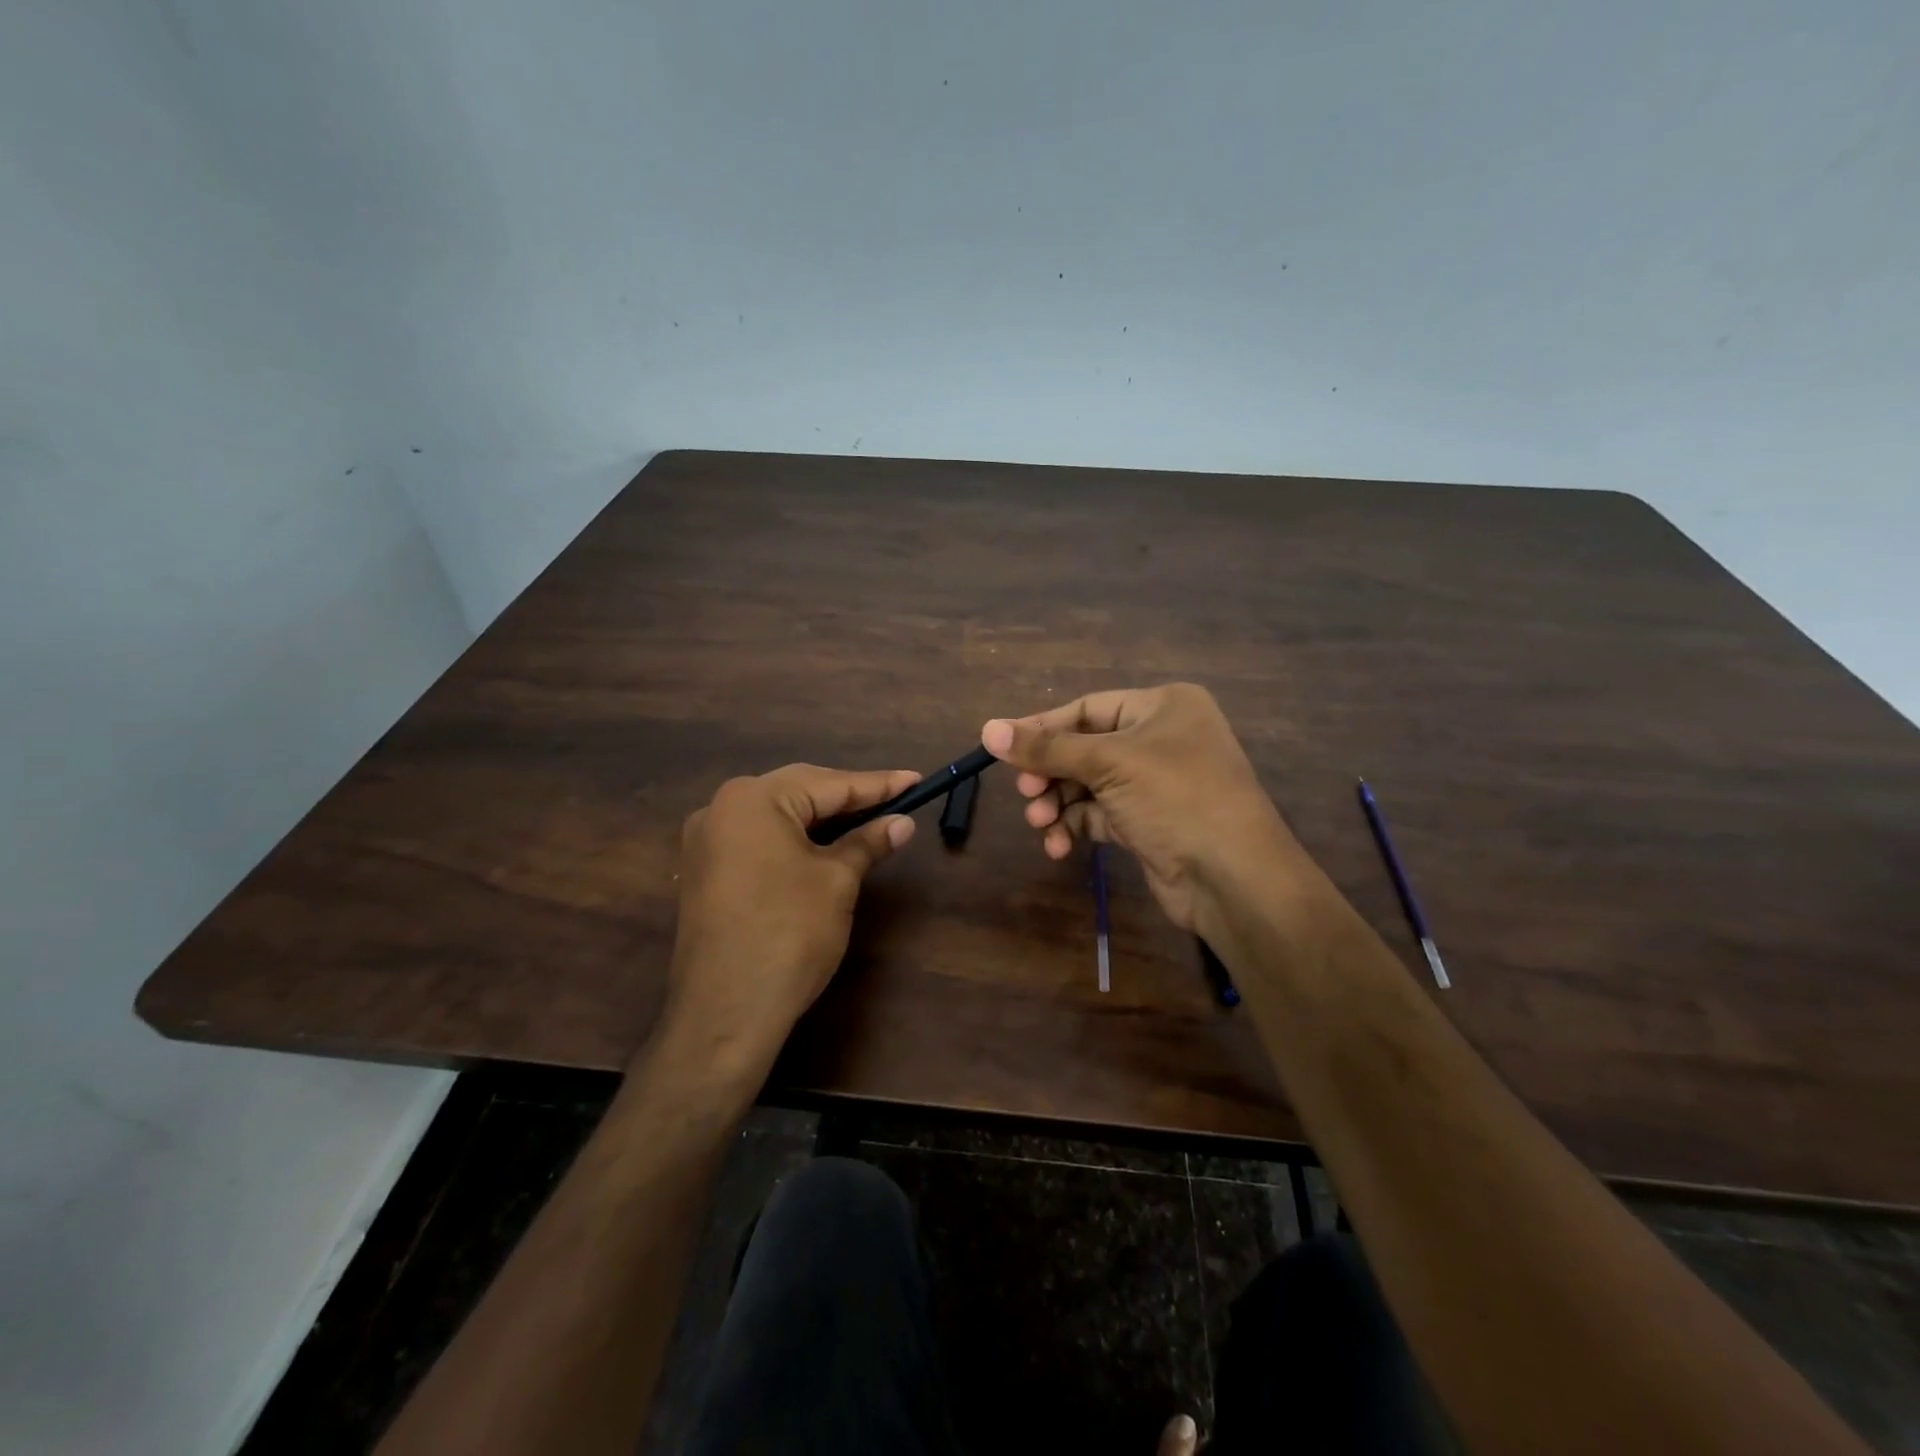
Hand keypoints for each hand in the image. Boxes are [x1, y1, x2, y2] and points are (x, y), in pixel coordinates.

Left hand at [662, 764, 918, 1072]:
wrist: (726, 1013)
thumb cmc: (789, 935)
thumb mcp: (837, 882)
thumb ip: (868, 842)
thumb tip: (902, 823)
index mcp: (752, 799)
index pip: (829, 784)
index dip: (878, 785)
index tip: (916, 780)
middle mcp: (721, 808)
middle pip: (799, 792)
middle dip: (849, 798)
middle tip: (896, 800)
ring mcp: (707, 841)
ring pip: (778, 815)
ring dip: (823, 819)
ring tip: (869, 819)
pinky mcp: (705, 871)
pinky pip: (760, 839)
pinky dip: (795, 839)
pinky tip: (825, 846)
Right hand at [982, 684, 1296, 929]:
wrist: (1234, 878)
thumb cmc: (1176, 798)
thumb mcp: (1109, 764)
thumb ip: (1046, 749)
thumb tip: (987, 729)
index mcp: (1162, 707)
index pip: (1088, 708)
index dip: (1043, 727)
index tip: (1001, 746)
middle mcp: (1161, 739)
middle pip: (1085, 748)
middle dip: (1051, 773)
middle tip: (1026, 793)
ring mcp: (1156, 783)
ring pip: (1088, 785)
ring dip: (1058, 804)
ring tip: (1040, 823)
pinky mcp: (1148, 823)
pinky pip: (1099, 815)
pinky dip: (1076, 826)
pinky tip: (1059, 846)